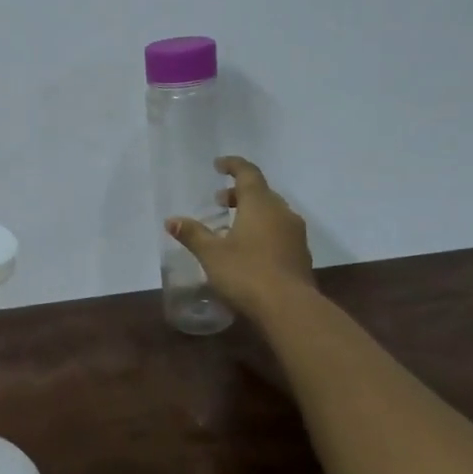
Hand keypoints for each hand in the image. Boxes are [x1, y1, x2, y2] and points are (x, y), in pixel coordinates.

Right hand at [167, 155, 315, 318]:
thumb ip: (192, 234)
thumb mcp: (211, 254)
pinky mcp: (300, 254)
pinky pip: (279, 231)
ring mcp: (295, 234)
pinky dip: (263, 230)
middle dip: (239, 193)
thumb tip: (171, 220)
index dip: (233, 165)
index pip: (248, 173)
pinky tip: (249, 249)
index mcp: (260, 204)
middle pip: (261, 192)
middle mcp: (281, 213)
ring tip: (231, 226)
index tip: (218, 165)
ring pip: (272, 213)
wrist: (290, 308)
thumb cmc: (246, 273)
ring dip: (251, 212)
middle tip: (218, 201)